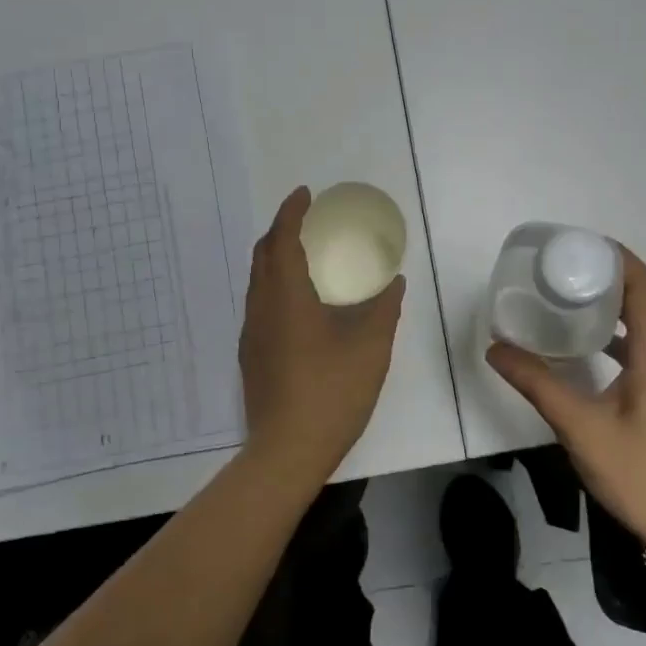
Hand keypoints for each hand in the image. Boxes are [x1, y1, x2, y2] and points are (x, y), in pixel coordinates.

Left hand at [239, 186, 405, 474]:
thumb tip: (394, 281)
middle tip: (308, 222)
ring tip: (305, 257)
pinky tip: (300, 305)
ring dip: (276, 258)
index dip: (291, 212)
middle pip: (263, 255)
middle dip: (281, 230)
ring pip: (258, 282)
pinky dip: (275, 286)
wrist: (287, 451)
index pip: (282, 239)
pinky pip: (260, 304)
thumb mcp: (370, 347)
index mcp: (286, 297)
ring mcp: (252, 334)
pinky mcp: (252, 356)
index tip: (305, 194)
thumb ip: (383, 308)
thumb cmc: (332, 393)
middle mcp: (261, 309)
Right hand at [488, 247, 645, 566]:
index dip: (617, 258)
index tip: (578, 246)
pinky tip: (588, 350)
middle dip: (611, 276)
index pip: (645, 286)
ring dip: (616, 305)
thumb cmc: (641, 473)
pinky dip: (619, 335)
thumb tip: (496, 349)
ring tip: (571, 299)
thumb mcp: (581, 427)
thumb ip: (538, 384)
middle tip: (564, 269)